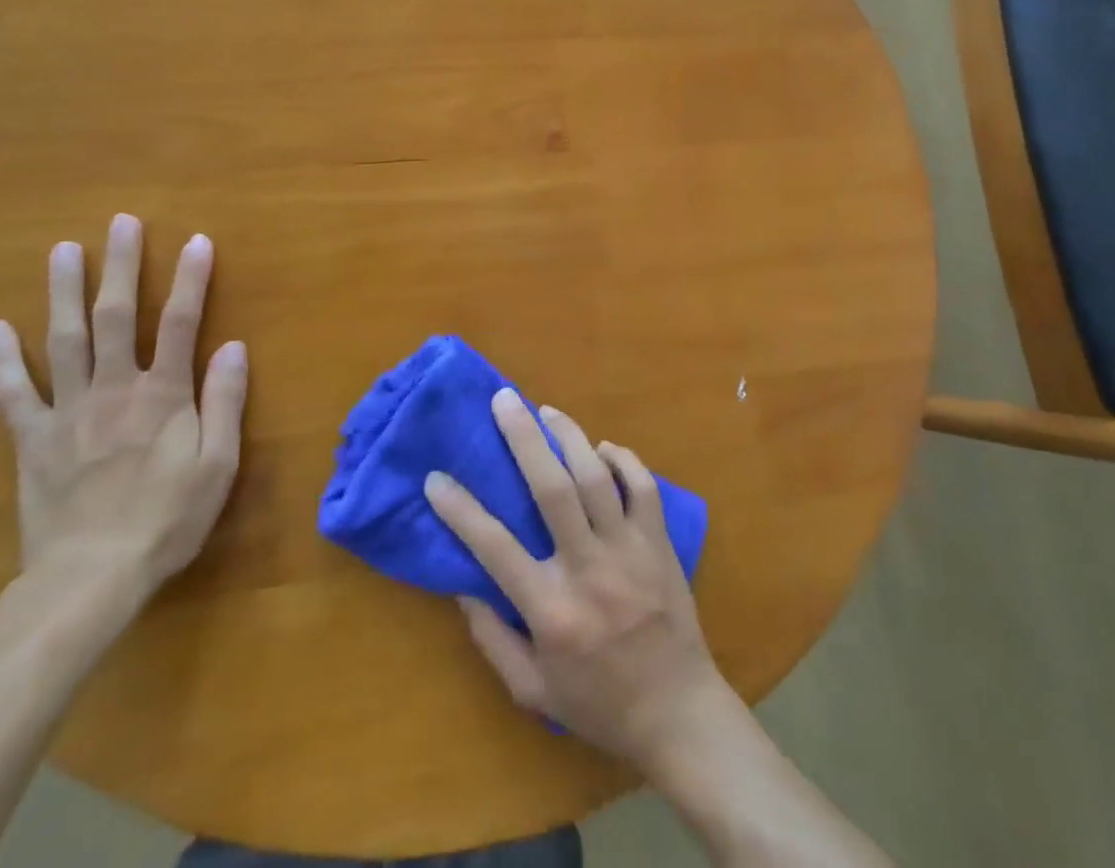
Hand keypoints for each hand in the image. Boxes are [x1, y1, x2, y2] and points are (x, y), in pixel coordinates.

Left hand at [0, 213, 247, 602]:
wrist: (90, 578)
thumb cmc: (167, 519)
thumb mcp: (217, 464)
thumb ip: (225, 401)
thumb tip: (233, 346)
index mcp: (162, 395)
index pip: (180, 323)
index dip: (190, 279)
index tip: (197, 240)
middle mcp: (113, 389)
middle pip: (115, 317)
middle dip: (121, 266)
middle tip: (121, 222)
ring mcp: (67, 411)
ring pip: (64, 340)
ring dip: (64, 292)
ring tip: (62, 249)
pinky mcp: (32, 440)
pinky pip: (13, 394)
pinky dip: (2, 360)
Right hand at [424, 390, 734, 772]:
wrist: (679, 715)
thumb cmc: (599, 704)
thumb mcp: (532, 690)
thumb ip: (493, 638)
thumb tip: (464, 584)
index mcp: (552, 610)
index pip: (495, 548)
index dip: (460, 510)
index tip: (435, 478)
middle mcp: (589, 570)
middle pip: (553, 489)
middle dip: (524, 438)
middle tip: (504, 400)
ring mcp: (630, 551)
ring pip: (598, 477)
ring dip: (570, 436)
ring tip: (547, 411)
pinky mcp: (660, 543)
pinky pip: (643, 486)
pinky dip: (622, 459)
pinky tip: (602, 448)